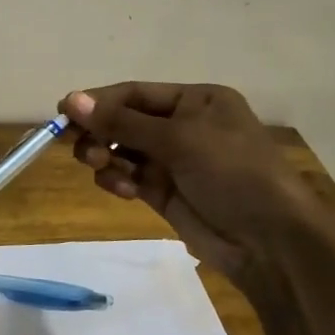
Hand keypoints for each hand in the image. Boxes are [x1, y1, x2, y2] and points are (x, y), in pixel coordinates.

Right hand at [58, 83, 334, 300]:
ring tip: (99, 166)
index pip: (135, 94)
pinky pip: (130, 178)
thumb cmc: (232, 172)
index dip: (99, 101)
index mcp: (197, 101)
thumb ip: (122, 122)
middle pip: (125, 122)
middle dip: (100, 131)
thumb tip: (70, 99)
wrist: (271, 241)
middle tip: (77, 145)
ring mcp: (175, 162)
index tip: (63, 111)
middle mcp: (185, 126)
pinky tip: (120, 188)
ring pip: (123, 151)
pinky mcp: (166, 194)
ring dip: (106, 156)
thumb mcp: (178, 139)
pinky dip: (118, 180)